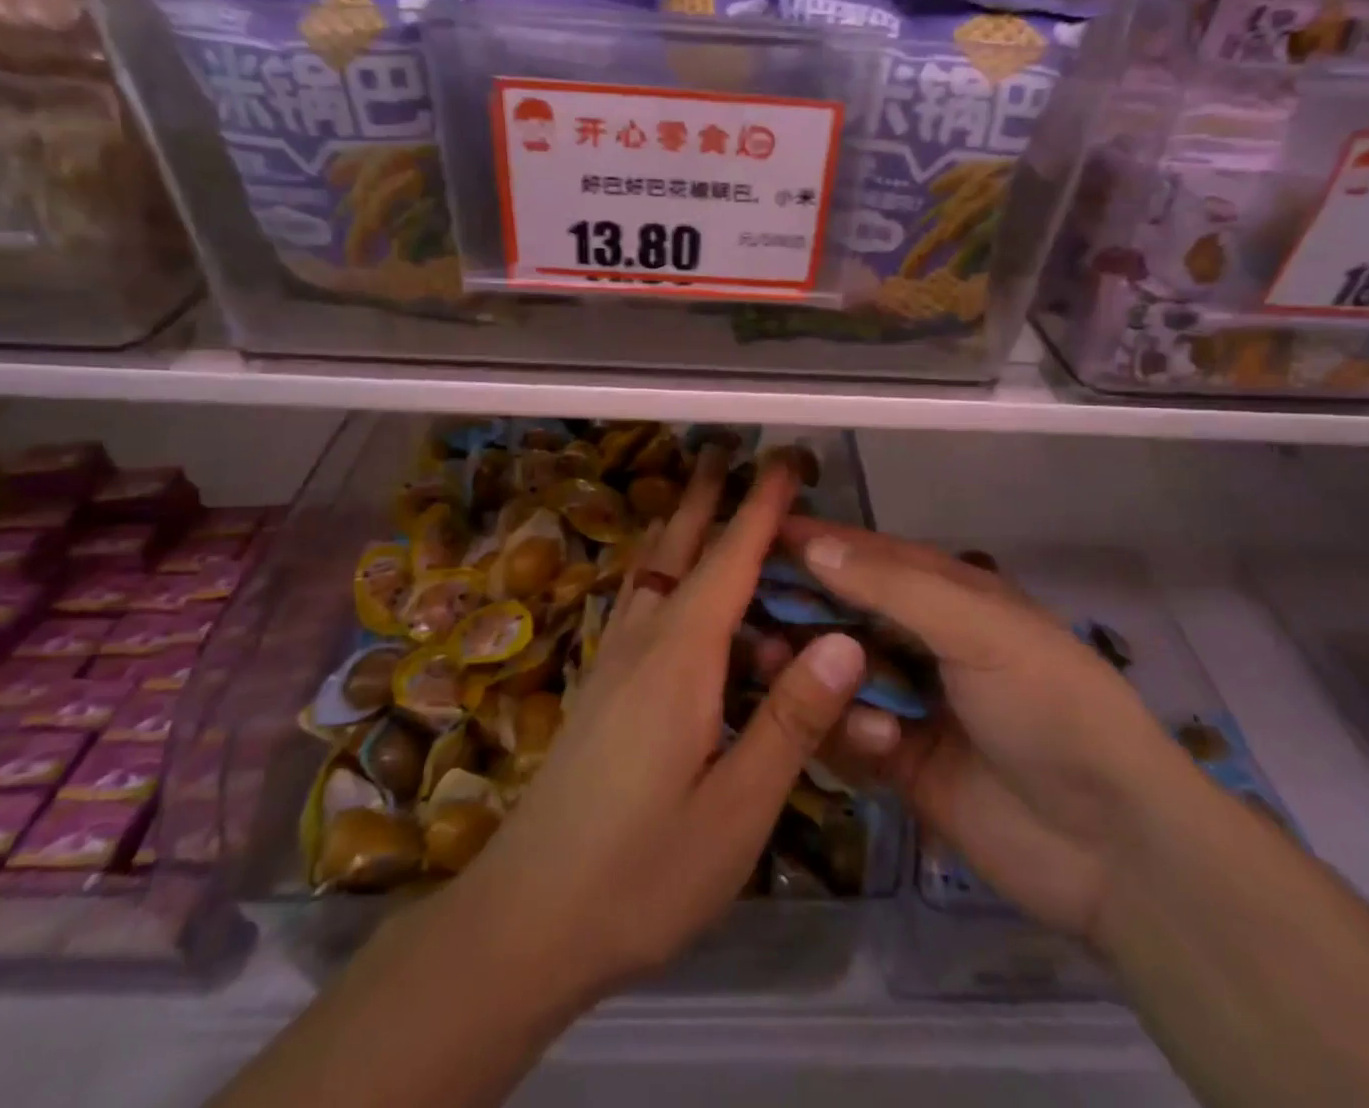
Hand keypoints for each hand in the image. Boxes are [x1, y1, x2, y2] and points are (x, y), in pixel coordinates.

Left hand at [453, 450, 871, 1001]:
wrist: (524, 920)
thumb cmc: (640, 873)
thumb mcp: (736, 812)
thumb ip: (790, 722)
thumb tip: (844, 642)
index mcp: (680, 659)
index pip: (730, 561)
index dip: (761, 507)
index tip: (785, 460)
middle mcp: (642, 642)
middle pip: (678, 547)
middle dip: (708, 494)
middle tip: (732, 448)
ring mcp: (614, 662)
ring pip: (653, 570)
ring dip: (681, 524)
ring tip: (704, 493)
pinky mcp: (601, 688)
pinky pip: (640, 602)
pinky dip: (663, 567)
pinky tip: (669, 583)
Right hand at [778, 519, 1190, 940]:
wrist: (1112, 845)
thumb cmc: (1050, 706)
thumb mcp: (979, 629)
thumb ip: (894, 589)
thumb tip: (813, 545)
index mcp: (949, 596)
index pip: (869, 556)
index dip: (817, 543)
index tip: (756, 535)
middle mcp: (923, 641)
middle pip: (843, 613)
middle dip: (799, 611)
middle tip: (745, 614)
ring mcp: (909, 702)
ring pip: (836, 673)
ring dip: (812, 672)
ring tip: (778, 670)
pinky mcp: (899, 762)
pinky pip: (848, 734)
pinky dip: (849, 732)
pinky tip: (879, 744)